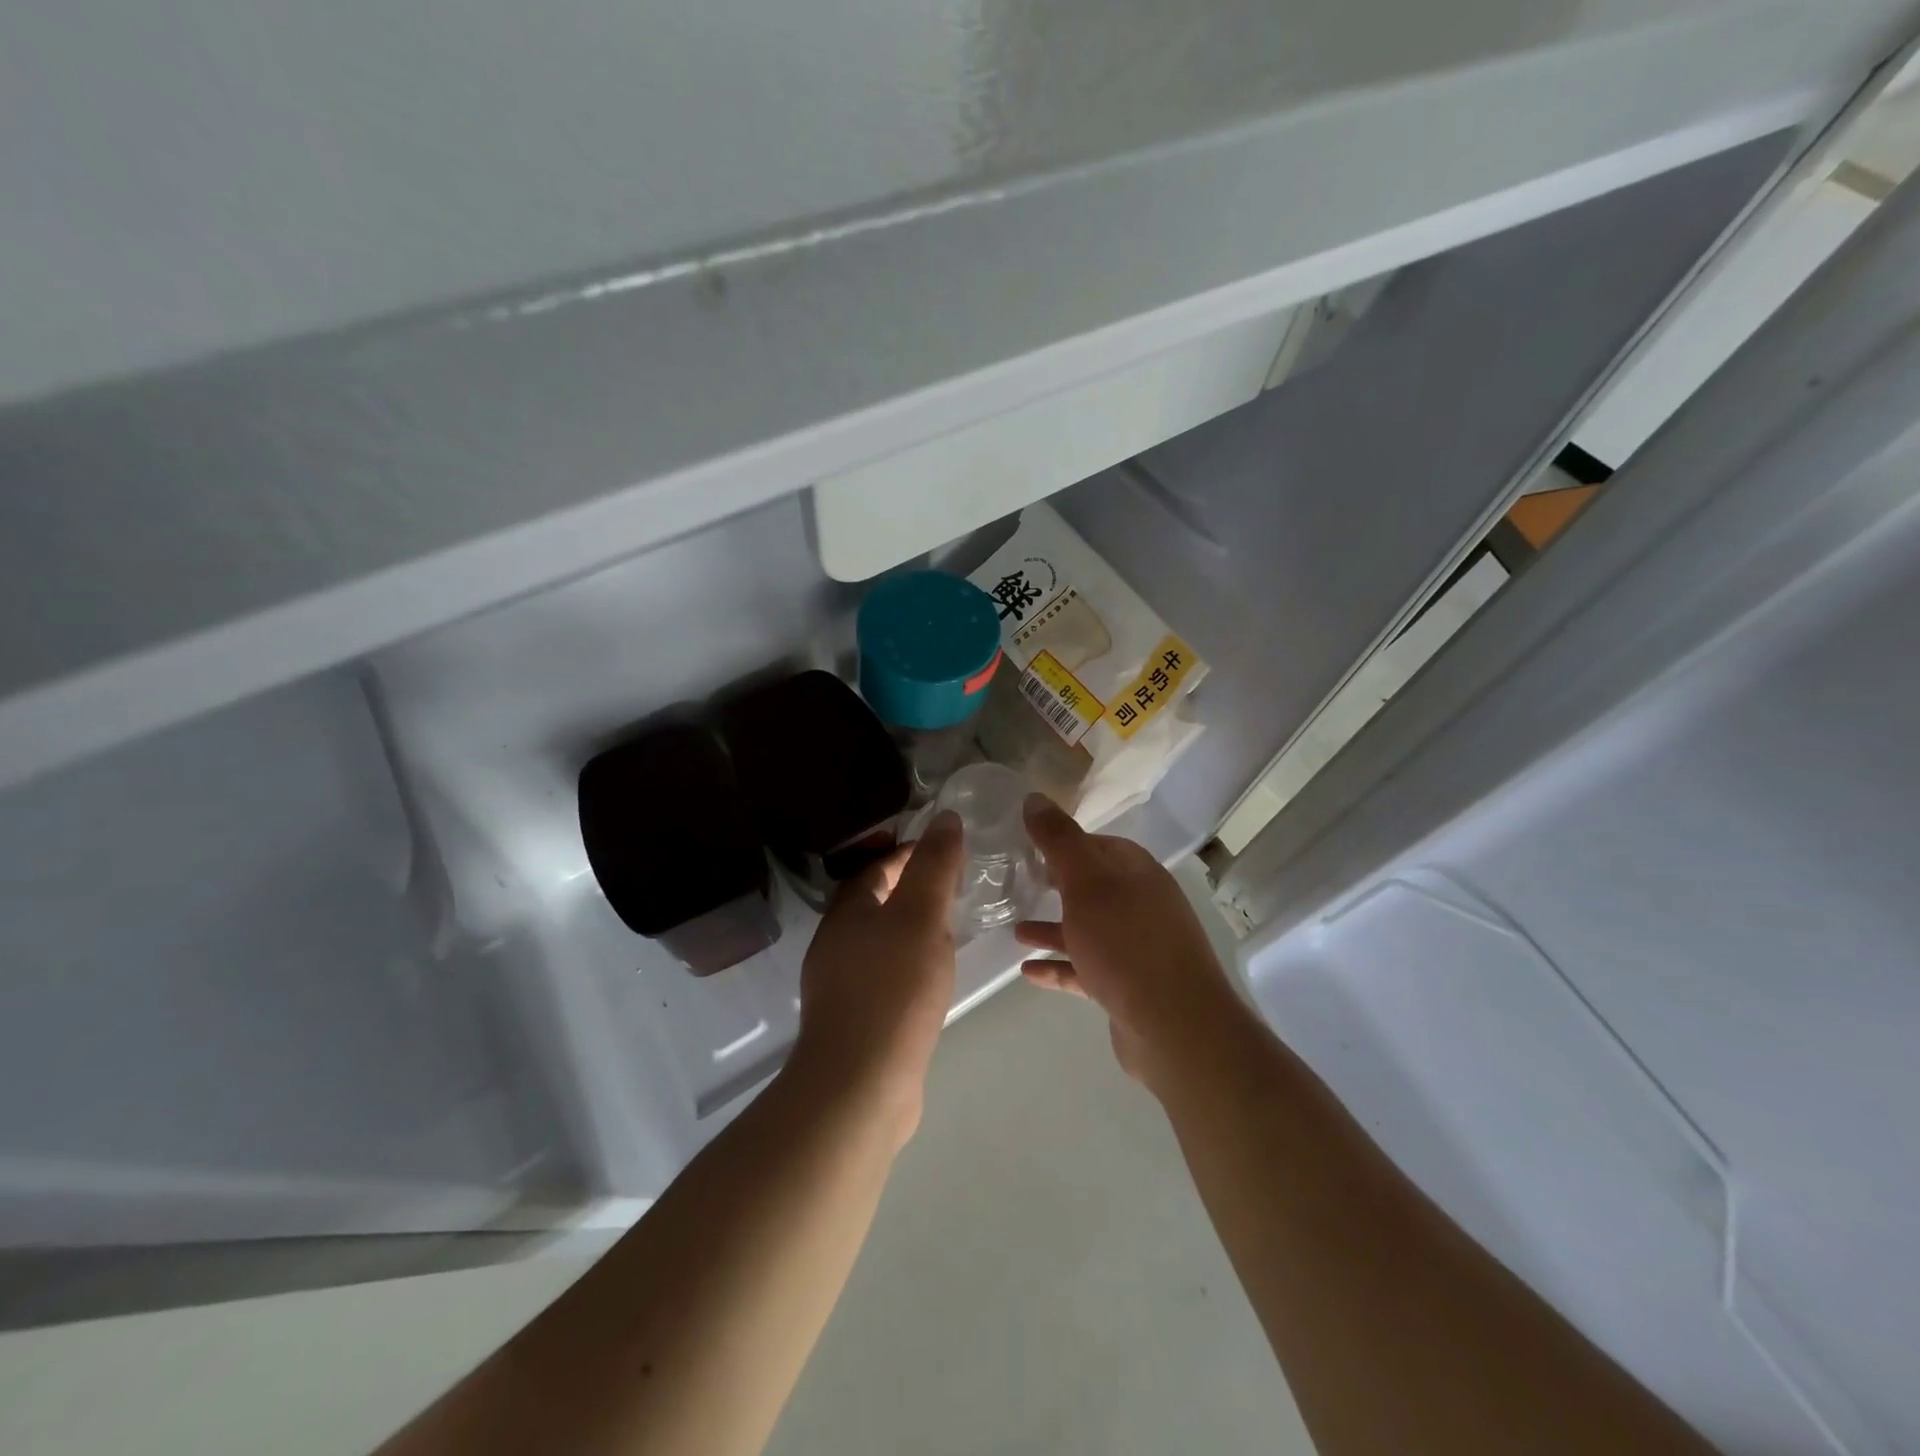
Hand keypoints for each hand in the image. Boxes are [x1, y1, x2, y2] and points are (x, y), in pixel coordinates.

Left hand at [789, 812, 963, 1144]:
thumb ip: (934, 866)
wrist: (860, 1085)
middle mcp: (835, 942)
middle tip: (954, 888)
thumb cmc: (893, 988)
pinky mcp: (854, 1020)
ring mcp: (840, 984)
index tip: (946, 852)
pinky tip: (930, 978)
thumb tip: (945, 817)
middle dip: (910, 890)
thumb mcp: (921, 916)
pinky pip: (883, 975)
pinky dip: (907, 964)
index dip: (909, 853)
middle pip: (874, 902)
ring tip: (948, 930)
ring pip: (879, 940)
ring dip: (909, 929)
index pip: (876, 866)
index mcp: (846, 911)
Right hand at [1016, 794, 1248, 1090]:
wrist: (1175, 1027)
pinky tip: (1028, 971)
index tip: (1028, 845)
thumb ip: (1059, 840)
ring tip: (1015, 931)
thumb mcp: (1085, 882)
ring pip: (1089, 930)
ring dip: (1054, 929)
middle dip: (1057, 885)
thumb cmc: (1126, 943)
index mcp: (1138, 874)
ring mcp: (1138, 949)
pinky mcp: (1129, 987)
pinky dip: (1060, 966)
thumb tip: (1034, 798)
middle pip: (1094, 887)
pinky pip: (1087, 968)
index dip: (1065, 842)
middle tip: (1019, 883)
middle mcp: (1143, 906)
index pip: (1099, 845)